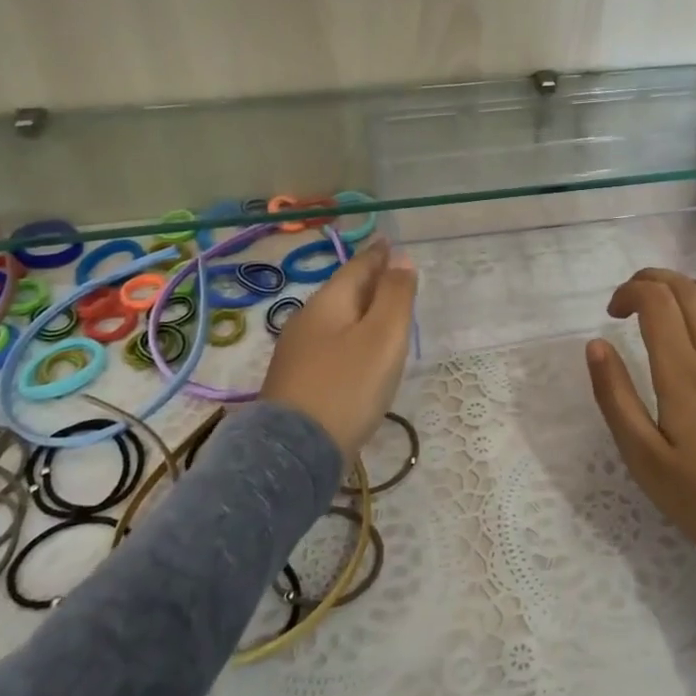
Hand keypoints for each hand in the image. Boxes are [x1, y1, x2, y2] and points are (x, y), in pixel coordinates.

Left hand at [260, 237, 417, 460]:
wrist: (294, 453)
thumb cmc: (347, 387)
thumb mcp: (383, 337)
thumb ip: (395, 296)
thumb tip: (401, 258)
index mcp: (329, 303)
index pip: (358, 267)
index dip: (379, 255)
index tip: (391, 243)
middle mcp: (307, 320)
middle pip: (344, 291)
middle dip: (369, 281)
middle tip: (394, 276)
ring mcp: (297, 352)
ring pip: (336, 319)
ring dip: (360, 311)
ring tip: (382, 314)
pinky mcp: (297, 381)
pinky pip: (330, 345)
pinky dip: (350, 338)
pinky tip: (359, 354)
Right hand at [586, 269, 695, 558]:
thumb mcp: (641, 455)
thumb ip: (615, 396)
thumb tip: (596, 344)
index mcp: (682, 373)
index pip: (657, 302)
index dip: (629, 292)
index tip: (611, 314)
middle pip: (686, 291)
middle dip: (651, 280)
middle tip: (628, 300)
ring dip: (691, 285)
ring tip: (669, 298)